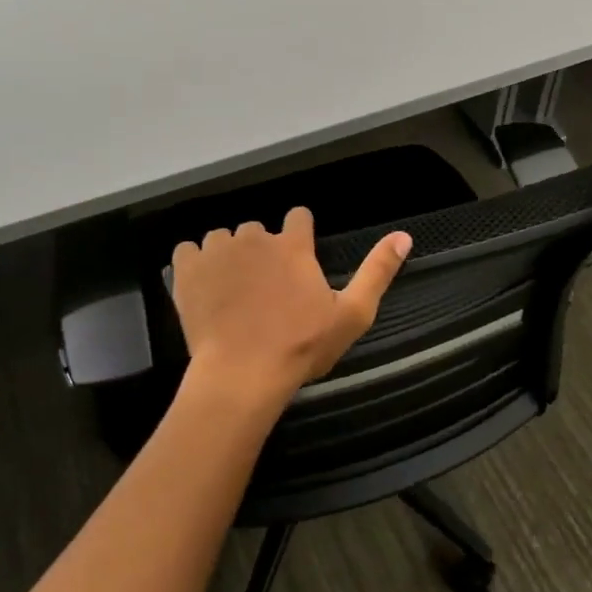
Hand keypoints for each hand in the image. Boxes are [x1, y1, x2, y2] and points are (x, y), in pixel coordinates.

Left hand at [171, 209, 411, 413]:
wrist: (242, 374)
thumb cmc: (301, 346)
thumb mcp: (352, 314)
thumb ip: (377, 271)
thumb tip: (404, 235)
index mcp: (292, 244)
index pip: (298, 216)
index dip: (299, 234)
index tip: (298, 260)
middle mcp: (253, 237)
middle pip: (257, 229)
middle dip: (262, 250)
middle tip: (266, 288)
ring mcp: (217, 251)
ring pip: (223, 238)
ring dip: (229, 255)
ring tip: (233, 290)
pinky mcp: (187, 270)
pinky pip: (187, 250)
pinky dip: (195, 262)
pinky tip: (203, 285)